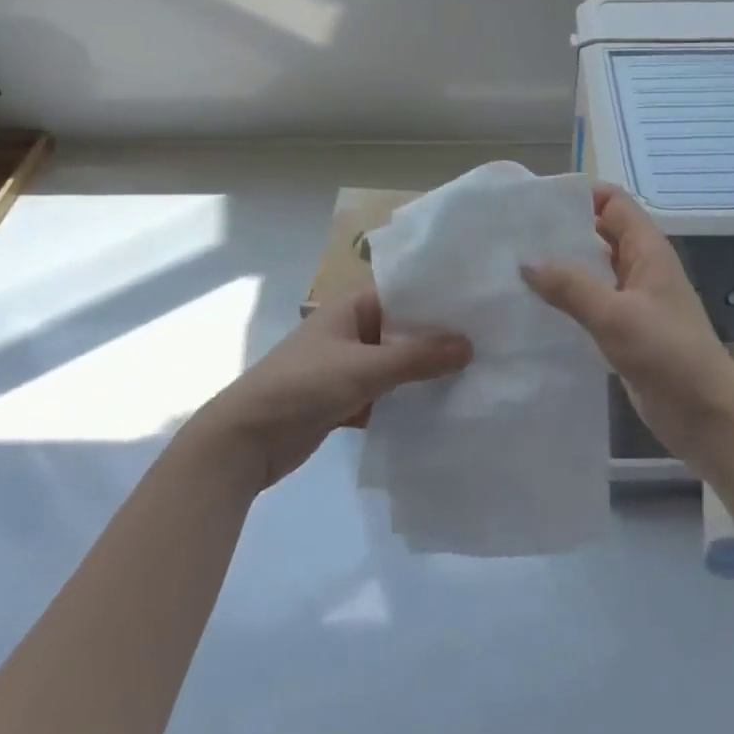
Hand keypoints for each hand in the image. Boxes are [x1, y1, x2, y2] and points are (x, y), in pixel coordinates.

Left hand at [198, 289, 470, 489]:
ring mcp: (348, 367)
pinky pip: (386, 395)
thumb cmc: (301, 386)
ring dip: (425, 372)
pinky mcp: (345, 400)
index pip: (404, 291)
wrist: (243, 442)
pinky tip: (444, 409)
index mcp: (351, 308)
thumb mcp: (363, 368)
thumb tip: (470, 345)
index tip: (481, 303)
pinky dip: (408, 401)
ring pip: (397, 365)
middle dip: (439, 338)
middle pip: (403, 329)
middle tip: (490, 341)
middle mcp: (351, 331)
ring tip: (477, 373)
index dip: (439, 296)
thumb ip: (417, 358)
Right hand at [521, 185, 733, 461]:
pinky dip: (568, 300)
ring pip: (593, 270)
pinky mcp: (626, 329)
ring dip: (562, 268)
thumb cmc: (666, 353)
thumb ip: (570, 286)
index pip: (612, 202)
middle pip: (599, 233)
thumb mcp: (614, 315)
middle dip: (562, 232)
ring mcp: (634, 299)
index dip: (579, 195)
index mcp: (646, 249)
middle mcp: (640, 266)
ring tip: (514, 269)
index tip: (535, 203)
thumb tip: (525, 262)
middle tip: (514, 236)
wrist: (705, 413)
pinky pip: (592, 302)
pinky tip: (535, 308)